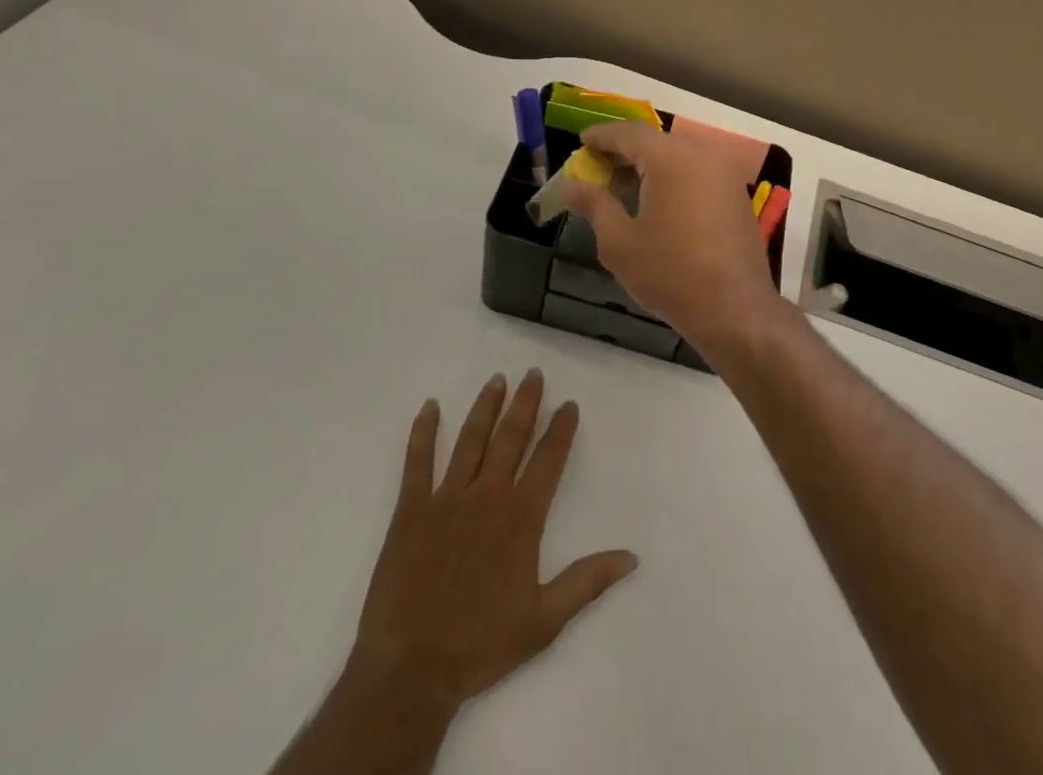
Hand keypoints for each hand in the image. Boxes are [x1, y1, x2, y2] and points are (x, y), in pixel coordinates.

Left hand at [278, 371, 636, 774]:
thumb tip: (631, 557)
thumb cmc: (480, 645)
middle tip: (534, 374)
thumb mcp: (544, 621)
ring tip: (497, 380)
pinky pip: (417, 462)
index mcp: (520, 518)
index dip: (561, 430)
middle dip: (526, 404)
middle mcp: (487, 497)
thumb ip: (587, 582)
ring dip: (486, 407)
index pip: (548, 460)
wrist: (411, 668)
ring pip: (471, 440)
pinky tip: (430, 407)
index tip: (569, 404)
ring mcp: (446, 499)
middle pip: (511, 438)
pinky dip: (423, 432)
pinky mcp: (411, 510)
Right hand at [559, 120, 781, 357]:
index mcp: (671, 158)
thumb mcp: (619, 242)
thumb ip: (594, 205)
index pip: (629, 133)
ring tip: (622, 187)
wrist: (734, 308)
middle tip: (597, 167)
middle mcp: (702, 155)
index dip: (602, 136)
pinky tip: (655, 201)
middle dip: (624, 151)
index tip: (581, 141)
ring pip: (678, 156)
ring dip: (649, 165)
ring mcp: (724, 174)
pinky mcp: (736, 195)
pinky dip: (672, 177)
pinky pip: (697, 172)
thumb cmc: (670, 272)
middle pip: (655, 141)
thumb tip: (572, 186)